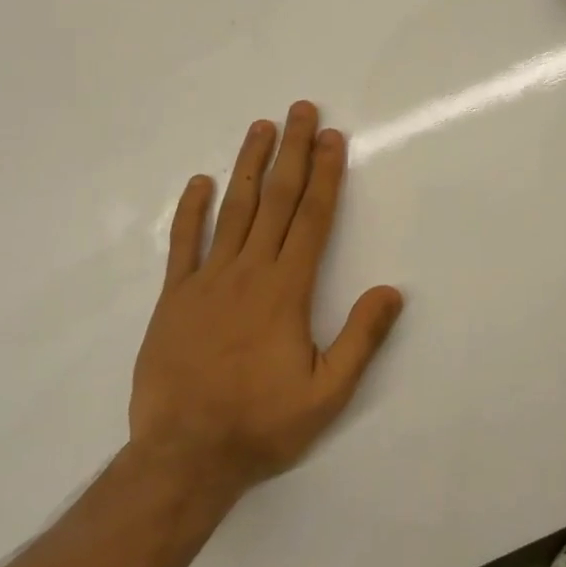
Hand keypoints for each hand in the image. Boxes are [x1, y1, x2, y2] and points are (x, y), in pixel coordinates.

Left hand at [129, 101, 403, 493]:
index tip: (331, 137)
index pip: (312, 218)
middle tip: (300, 109)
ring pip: (232, 210)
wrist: (183, 457)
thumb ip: (360, 339)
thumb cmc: (261, 425)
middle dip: (291, 152)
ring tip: (260, 127)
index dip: (325, 174)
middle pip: (275, 200)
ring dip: (248, 165)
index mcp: (286, 290)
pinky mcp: (174, 298)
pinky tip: (200, 181)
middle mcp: (248, 272)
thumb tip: (391, 290)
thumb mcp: (326, 394)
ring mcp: (206, 281)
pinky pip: (183, 244)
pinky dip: (191, 210)